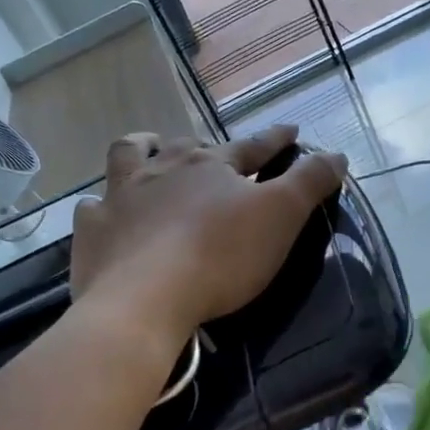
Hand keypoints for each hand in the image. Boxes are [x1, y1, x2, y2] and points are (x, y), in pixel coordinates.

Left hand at [69, 124, 346, 337]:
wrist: (145, 299)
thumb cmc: (220, 256)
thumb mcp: (281, 217)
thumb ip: (309, 182)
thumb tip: (337, 154)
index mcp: (212, 165)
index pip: (252, 146)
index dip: (275, 138)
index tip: (290, 130)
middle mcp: (163, 169)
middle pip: (187, 146)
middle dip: (205, 146)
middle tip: (215, 157)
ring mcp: (121, 196)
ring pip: (128, 156)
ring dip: (143, 149)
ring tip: (150, 151)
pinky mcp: (92, 230)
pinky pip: (92, 207)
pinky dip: (102, 206)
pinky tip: (105, 212)